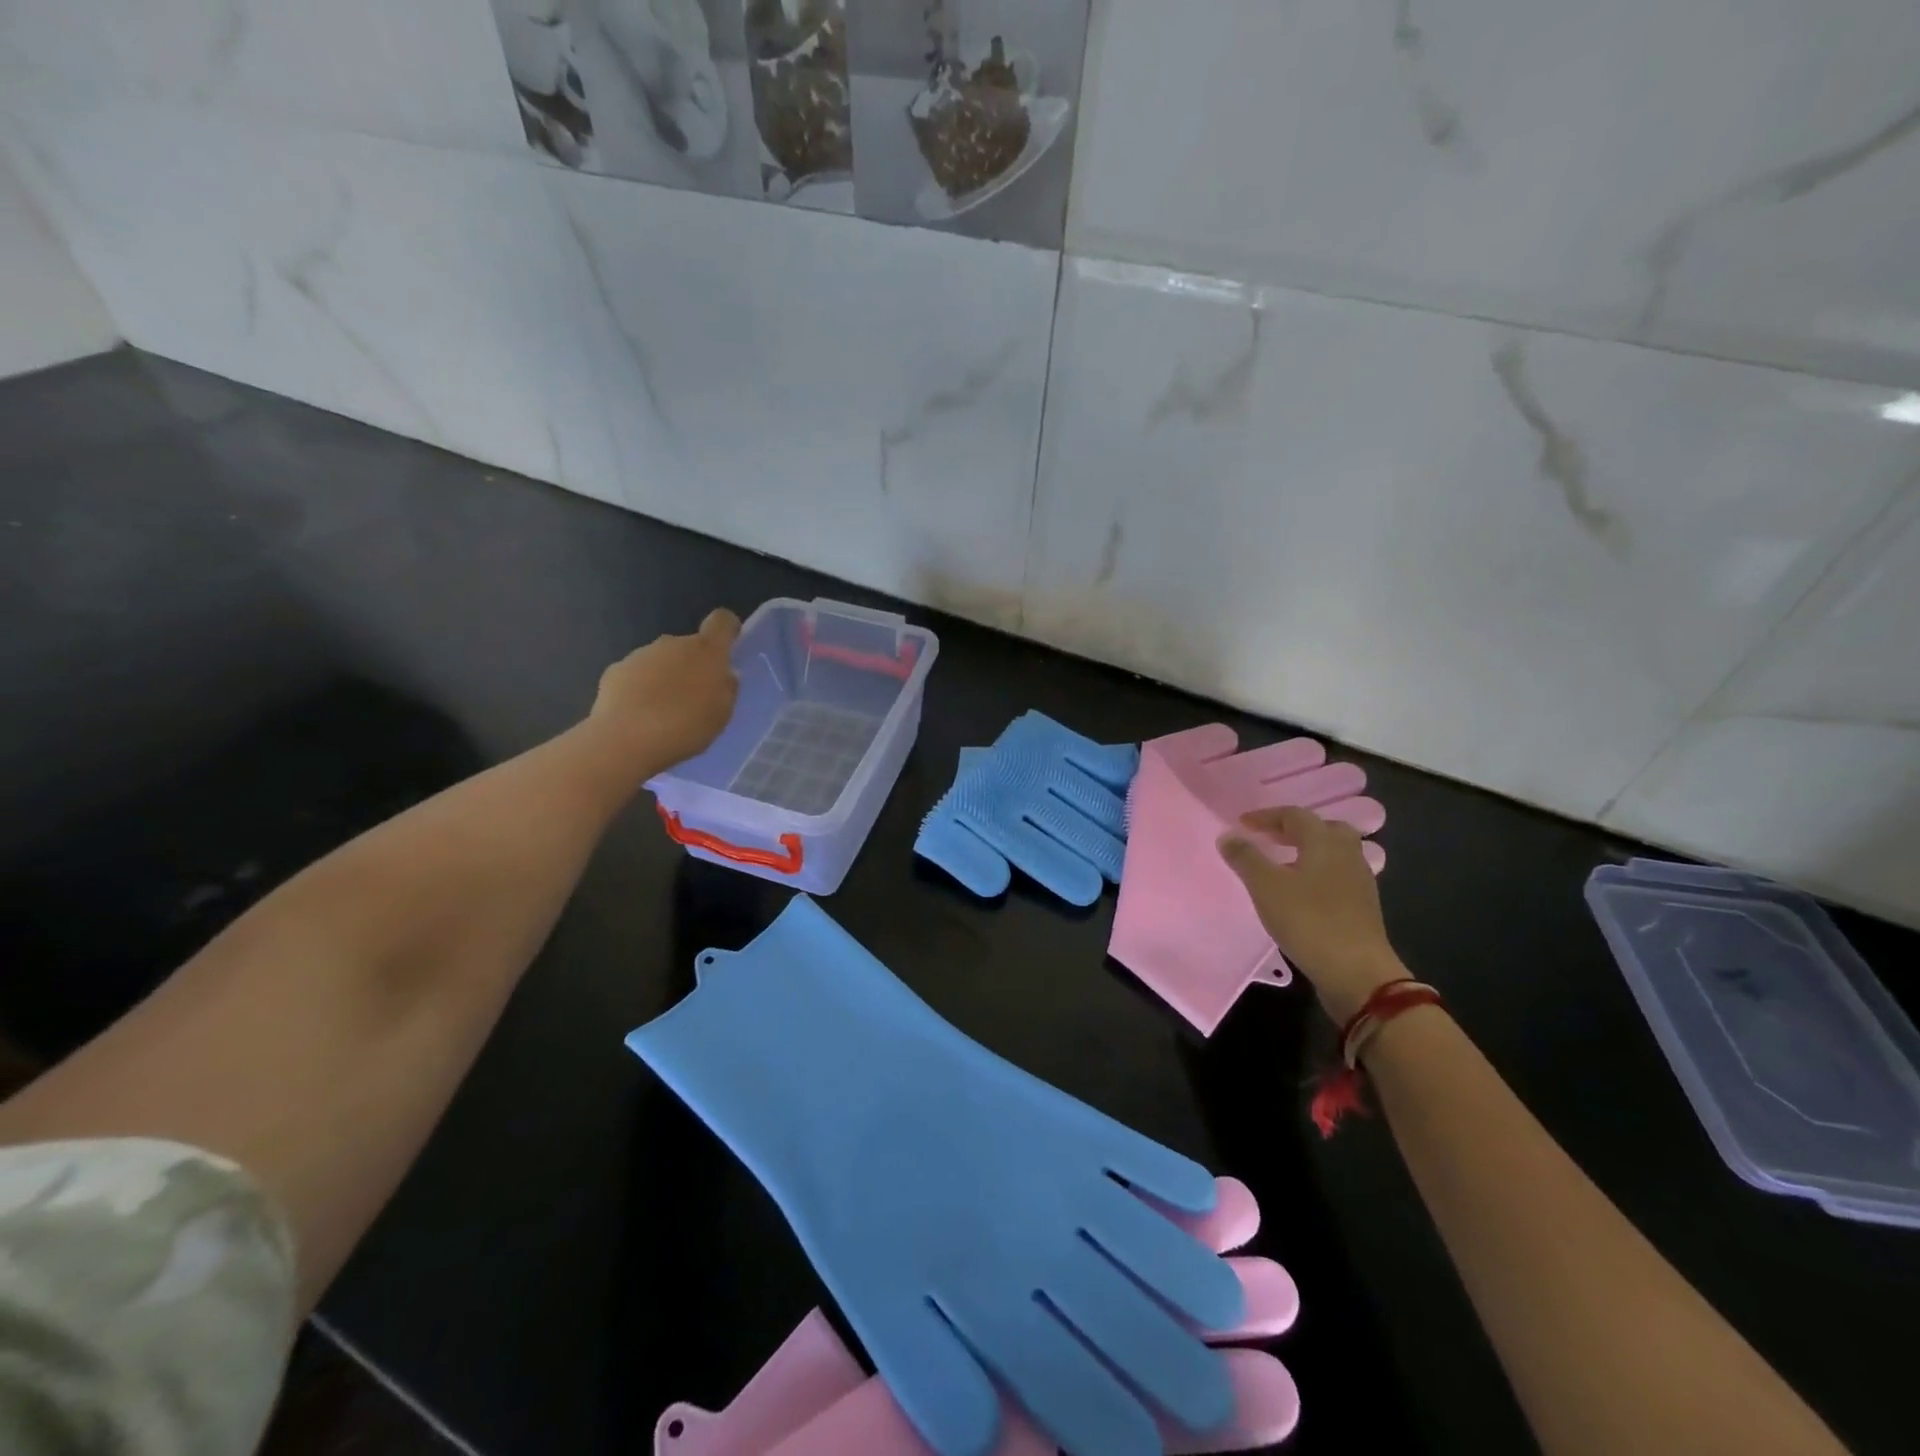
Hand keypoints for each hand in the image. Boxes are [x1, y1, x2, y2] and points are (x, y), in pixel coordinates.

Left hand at [590, 608, 740, 772]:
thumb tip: (723, 675)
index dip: (727, 629)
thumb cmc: (686, 727)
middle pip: (689, 646)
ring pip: (661, 660)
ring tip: (663, 713)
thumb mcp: (721, 714)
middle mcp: (673, 643)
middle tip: (694, 699)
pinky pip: (636, 674)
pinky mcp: (615, 670)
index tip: (726, 648)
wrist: (626, 740)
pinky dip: (640, 689)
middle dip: (693, 665)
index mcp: (706, 651)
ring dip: (665, 678)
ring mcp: (641, 655)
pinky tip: (638, 716)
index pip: (722, 621)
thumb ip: (726, 689)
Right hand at [1218, 806, 1404, 1023]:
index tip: (1242, 824)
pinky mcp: (1363, 906)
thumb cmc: (1308, 920)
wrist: (1357, 973)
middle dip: (1293, 829)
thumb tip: (1228, 834)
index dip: (1266, 816)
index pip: (1294, 815)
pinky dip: (1316, 873)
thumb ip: (1245, 857)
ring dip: (1306, 851)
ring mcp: (1359, 881)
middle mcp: (1347, 854)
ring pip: (1333, 853)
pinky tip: (1300, 891)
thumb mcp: (1266, 886)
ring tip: (1281, 864)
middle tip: (1268, 838)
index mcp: (1325, 842)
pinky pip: (1337, 875)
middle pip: (1322, 828)